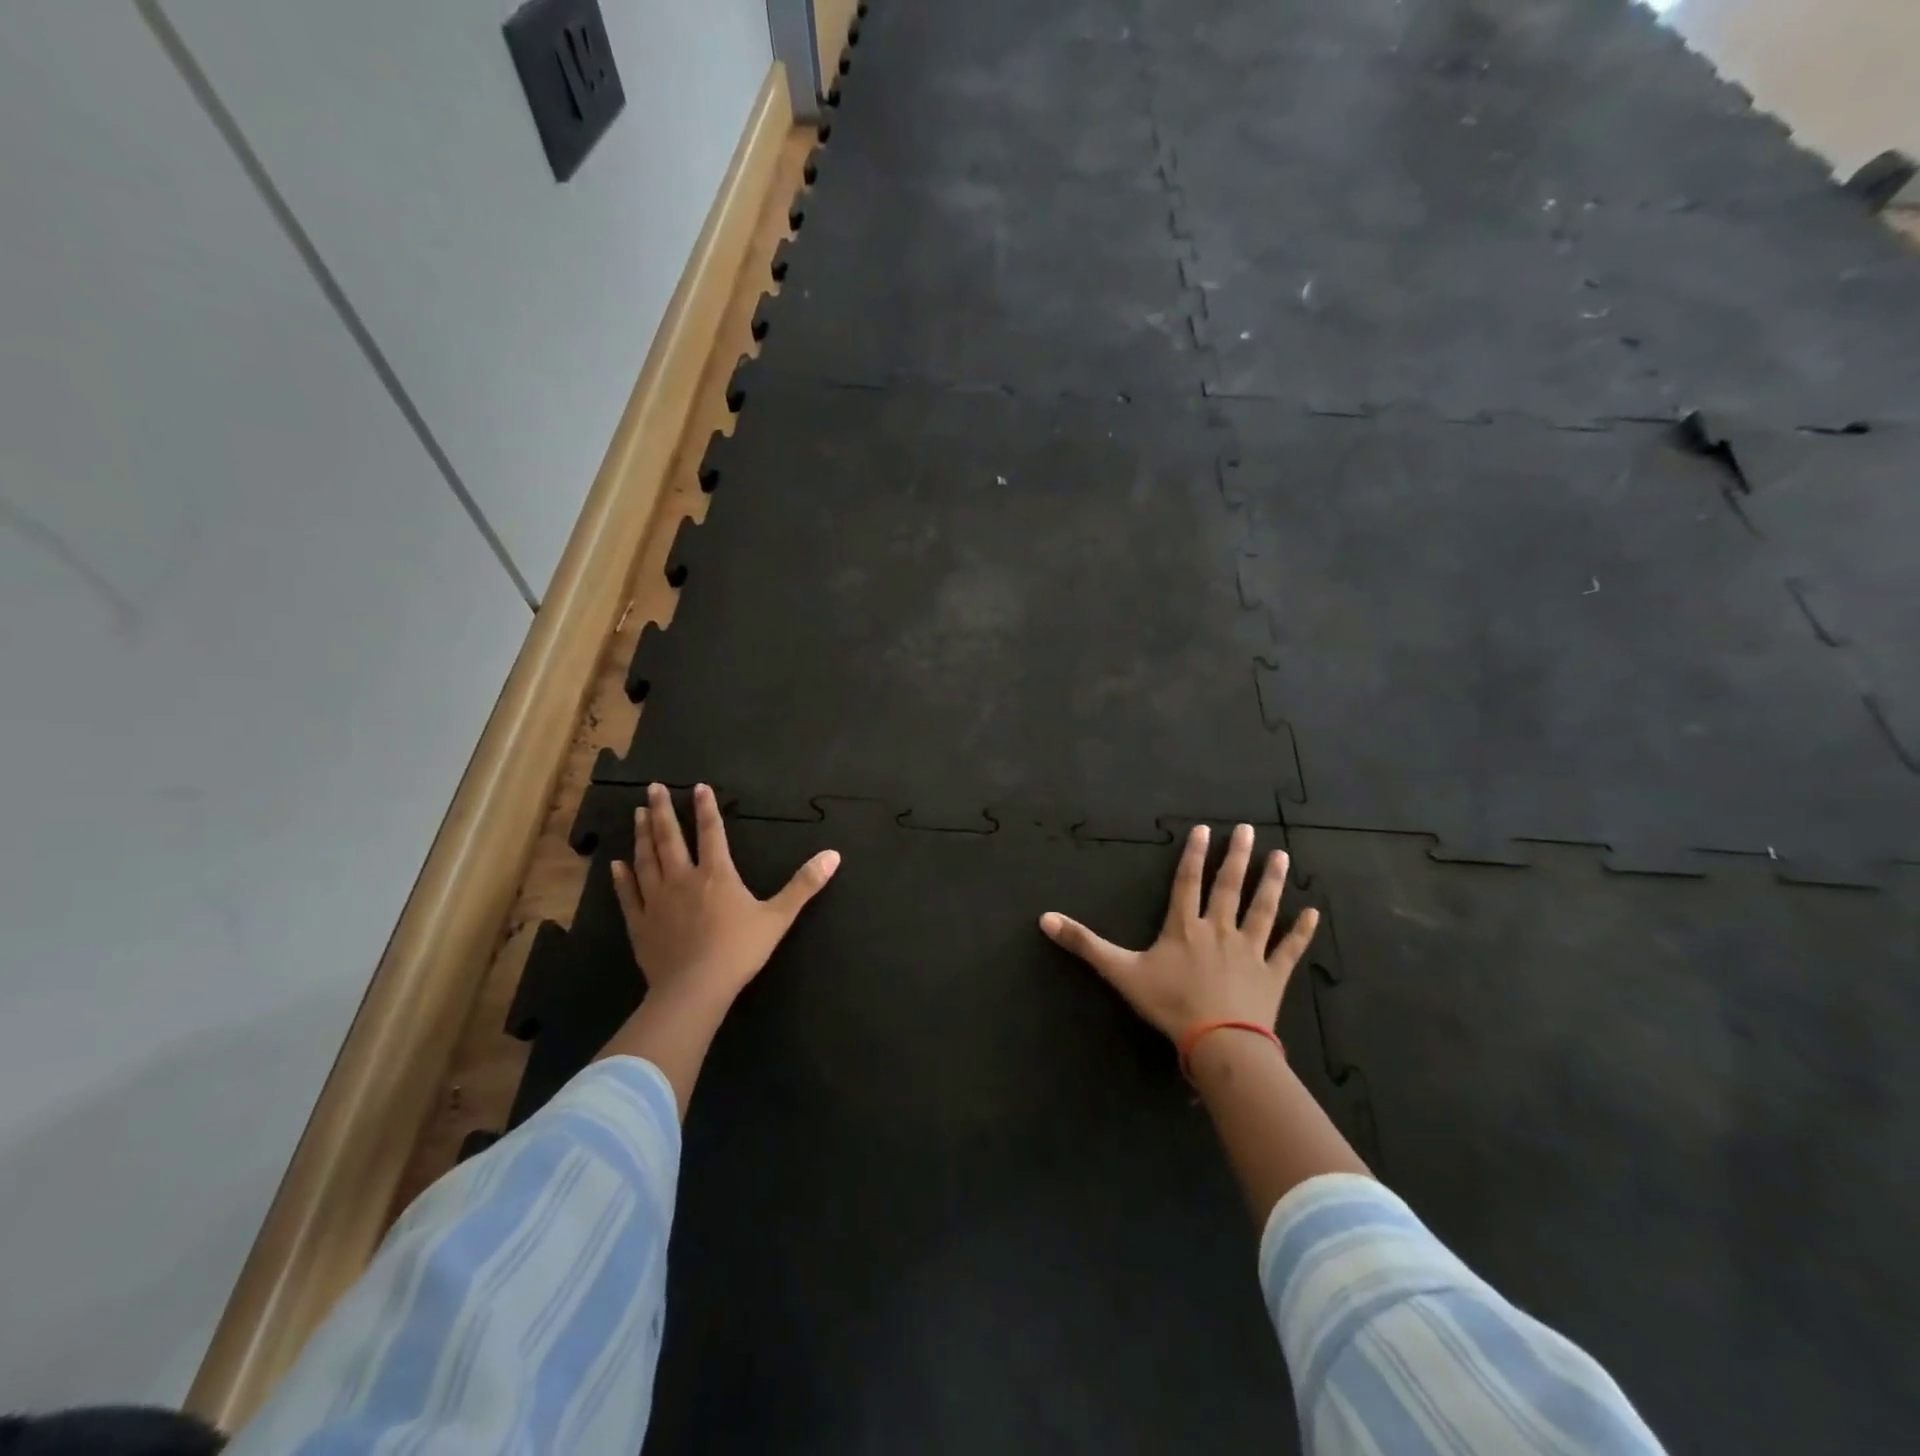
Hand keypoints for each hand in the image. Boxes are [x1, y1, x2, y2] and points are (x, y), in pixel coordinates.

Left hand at [611, 782, 840, 1008]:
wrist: (695, 989)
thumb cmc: (739, 951)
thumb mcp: (778, 917)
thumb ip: (804, 884)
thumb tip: (833, 855)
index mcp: (717, 874)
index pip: (711, 832)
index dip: (706, 808)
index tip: (698, 786)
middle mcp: (682, 879)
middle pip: (670, 838)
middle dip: (661, 810)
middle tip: (652, 787)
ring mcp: (656, 900)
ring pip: (646, 859)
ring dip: (641, 835)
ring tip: (636, 813)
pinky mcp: (640, 924)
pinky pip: (628, 895)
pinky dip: (621, 878)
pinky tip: (615, 865)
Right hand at [1039, 823, 1318, 1041]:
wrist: (1218, 1042)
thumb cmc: (1169, 1004)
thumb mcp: (1120, 973)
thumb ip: (1085, 944)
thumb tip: (1044, 918)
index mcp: (1184, 927)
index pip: (1188, 882)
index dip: (1194, 854)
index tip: (1205, 829)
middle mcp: (1219, 929)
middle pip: (1229, 887)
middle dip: (1237, 856)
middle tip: (1248, 830)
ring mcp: (1250, 950)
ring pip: (1263, 908)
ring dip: (1273, 881)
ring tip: (1282, 855)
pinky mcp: (1273, 974)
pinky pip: (1289, 948)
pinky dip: (1302, 931)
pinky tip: (1313, 912)